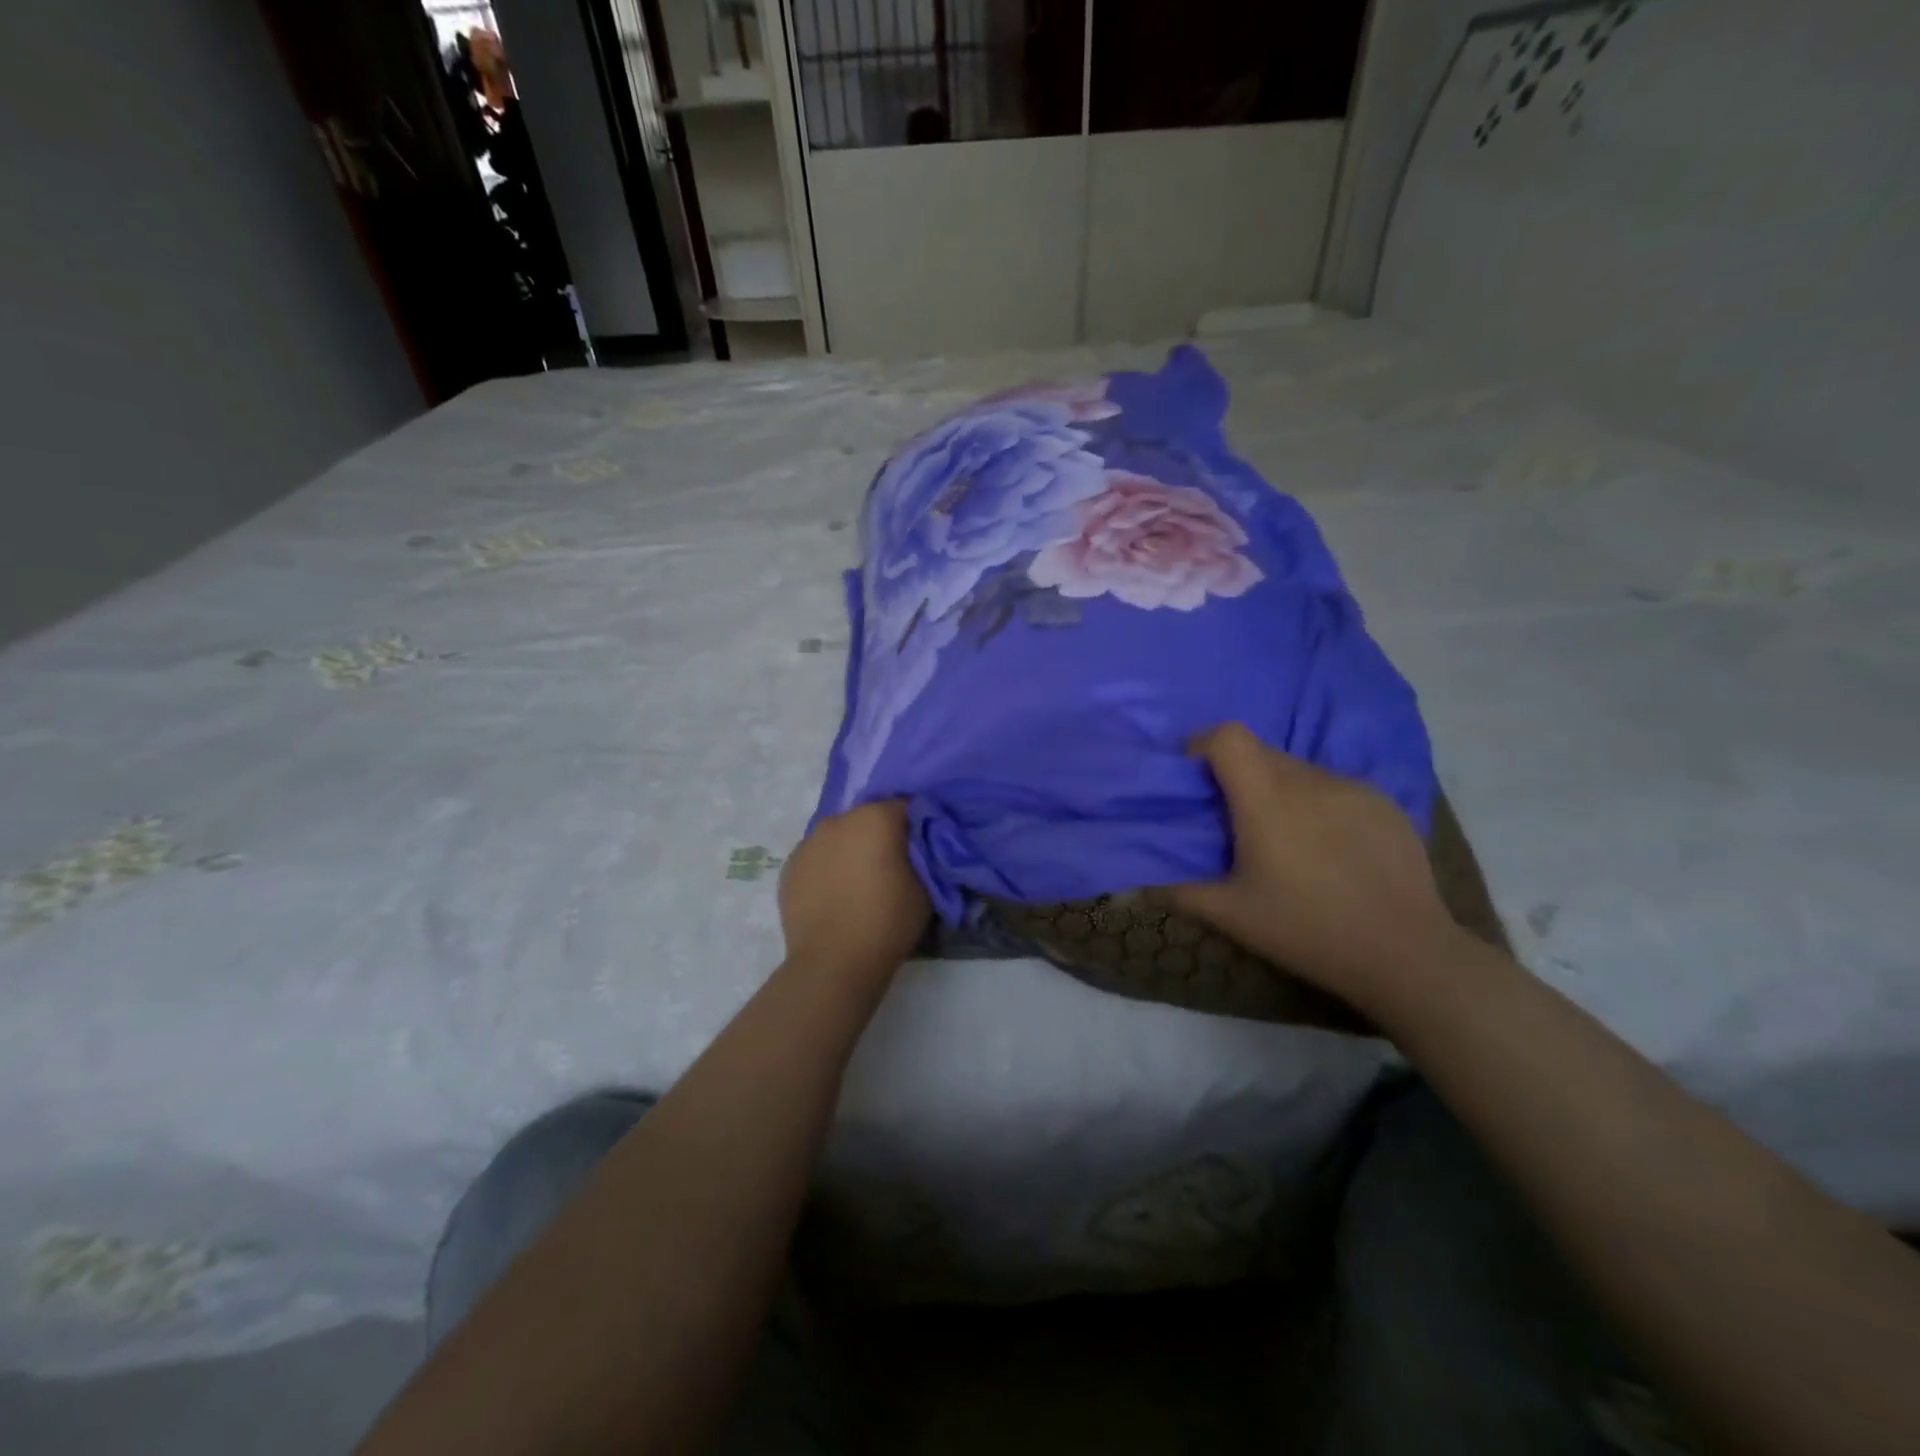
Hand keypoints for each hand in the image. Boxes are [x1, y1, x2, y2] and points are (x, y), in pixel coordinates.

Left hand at [778, 801, 929, 979]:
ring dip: (850, 850)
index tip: (922, 850)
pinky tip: (834, 896)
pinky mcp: (789, 867)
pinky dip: (827, 869)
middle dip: (880, 836)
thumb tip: (917, 846)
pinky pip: (817, 859)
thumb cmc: (887, 920)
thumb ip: (923, 855)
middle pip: (867, 819)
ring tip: (859, 884)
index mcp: (875, 817)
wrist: (833, 962)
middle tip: (891, 868)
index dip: (917, 826)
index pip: (905, 808)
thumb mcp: (926, 886)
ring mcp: (808, 842)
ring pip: (839, 837)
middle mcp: (838, 820)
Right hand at [1165, 723, 1462, 1004]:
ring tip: (1285, 838)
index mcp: (1266, 798)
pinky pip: (1335, 787)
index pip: (1228, 737)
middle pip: (1261, 752)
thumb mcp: (1232, 915)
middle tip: (1234, 819)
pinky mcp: (1385, 803)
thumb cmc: (1306, 929)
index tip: (1195, 778)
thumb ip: (1178, 892)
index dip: (1203, 746)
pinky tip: (1330, 848)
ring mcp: (1352, 788)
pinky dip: (1318, 803)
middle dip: (1238, 774)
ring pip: (1299, 770)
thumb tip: (1132, 888)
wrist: (1405, 954)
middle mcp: (1308, 779)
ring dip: (1280, 789)